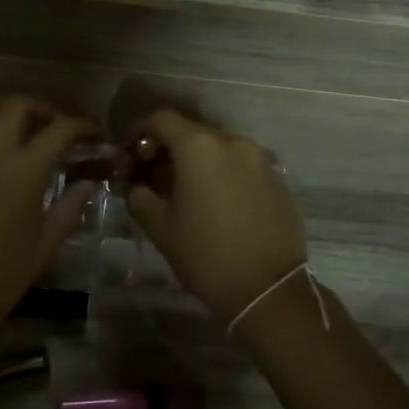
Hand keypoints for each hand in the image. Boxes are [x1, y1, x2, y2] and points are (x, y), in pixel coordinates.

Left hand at [0, 97, 97, 341]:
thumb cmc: (4, 276)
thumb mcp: (47, 243)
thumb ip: (70, 206)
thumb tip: (89, 182)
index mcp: (25, 172)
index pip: (60, 130)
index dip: (81, 126)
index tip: (92, 134)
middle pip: (17, 106)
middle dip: (41, 108)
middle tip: (53, 125)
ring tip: (12, 121)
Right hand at [125, 109, 308, 323]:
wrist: (269, 289)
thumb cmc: (206, 255)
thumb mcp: (161, 228)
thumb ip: (140, 198)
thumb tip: (136, 187)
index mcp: (198, 146)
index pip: (162, 119)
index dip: (141, 131)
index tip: (130, 152)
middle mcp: (232, 142)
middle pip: (192, 132)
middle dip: (169, 148)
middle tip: (154, 175)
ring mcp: (260, 159)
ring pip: (219, 148)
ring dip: (199, 161)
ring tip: (187, 191)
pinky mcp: (278, 180)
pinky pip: (242, 166)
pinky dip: (224, 174)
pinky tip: (218, 203)